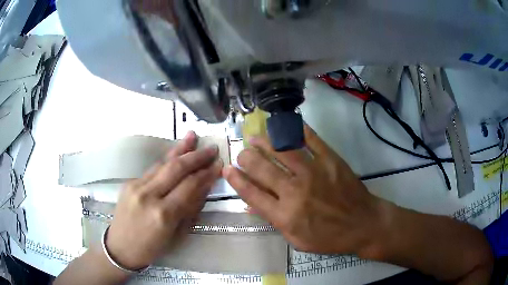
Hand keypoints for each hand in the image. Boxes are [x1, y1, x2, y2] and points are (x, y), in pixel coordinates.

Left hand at [106, 131, 222, 269]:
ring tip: (192, 136)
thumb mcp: (176, 235)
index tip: (218, 165)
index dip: (206, 174)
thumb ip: (190, 210)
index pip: (189, 187)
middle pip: (176, 169)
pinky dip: (166, 160)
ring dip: (180, 149)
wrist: (120, 247)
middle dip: (196, 157)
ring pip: (162, 163)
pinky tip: (175, 151)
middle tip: (211, 149)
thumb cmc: (151, 248)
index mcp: (163, 214)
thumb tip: (203, 188)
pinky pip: (152, 169)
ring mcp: (136, 186)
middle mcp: (148, 196)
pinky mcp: (129, 183)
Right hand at [224, 125, 384, 255]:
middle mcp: (295, 191)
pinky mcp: (331, 160)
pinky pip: (311, 139)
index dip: (236, 180)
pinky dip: (296, 129)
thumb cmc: (329, 237)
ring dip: (264, 141)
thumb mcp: (297, 240)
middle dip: (246, 157)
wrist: (363, 224)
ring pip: (282, 149)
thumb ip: (273, 220)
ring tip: (255, 137)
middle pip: (262, 168)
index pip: (252, 193)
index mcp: (285, 215)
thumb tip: (251, 205)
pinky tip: (285, 124)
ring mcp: (314, 172)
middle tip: (242, 152)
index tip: (227, 169)